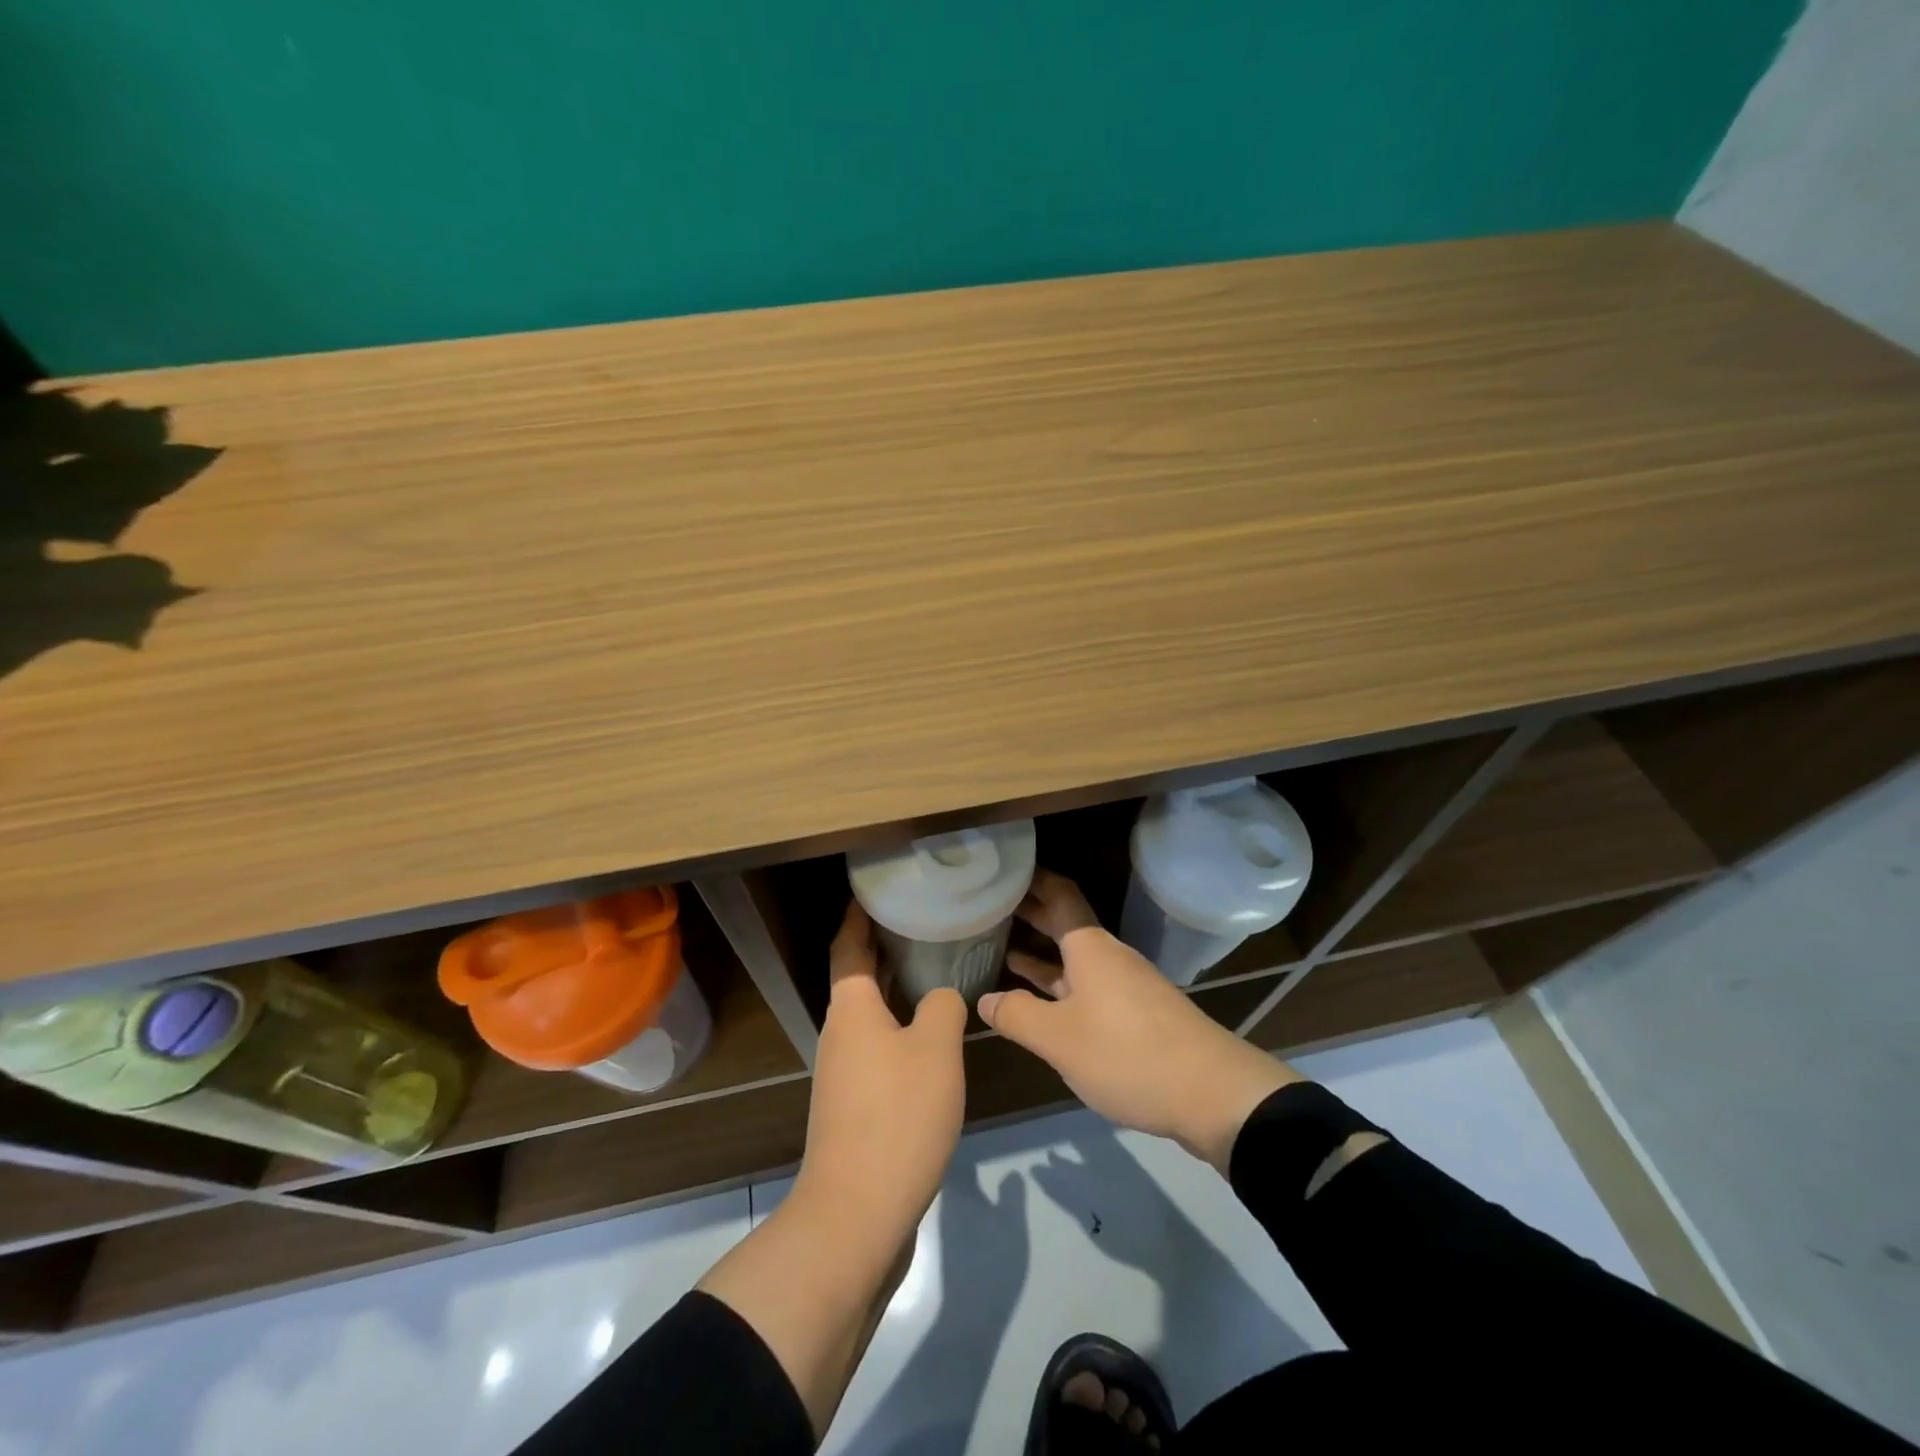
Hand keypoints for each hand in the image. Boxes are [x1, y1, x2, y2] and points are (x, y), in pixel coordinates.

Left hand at [699, 902, 965, 1437]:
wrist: (857, 1215)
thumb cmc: (897, 1117)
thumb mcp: (936, 1051)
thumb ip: (943, 1007)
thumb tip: (941, 997)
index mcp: (851, 1009)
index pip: (848, 944)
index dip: (859, 913)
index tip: (877, 888)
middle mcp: (840, 1033)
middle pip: (857, 976)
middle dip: (883, 946)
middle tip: (921, 920)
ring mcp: (844, 1072)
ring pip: (869, 1014)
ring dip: (894, 987)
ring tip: (934, 968)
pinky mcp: (855, 1105)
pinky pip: (878, 1046)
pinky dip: (899, 1026)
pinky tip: (932, 1034)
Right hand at [978, 870, 1300, 1172]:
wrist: (1213, 1094)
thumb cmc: (1127, 1053)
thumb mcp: (1059, 1038)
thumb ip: (1017, 1015)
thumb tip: (985, 999)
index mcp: (1090, 947)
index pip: (1058, 894)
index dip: (1032, 879)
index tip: (1003, 870)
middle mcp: (1108, 956)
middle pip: (1064, 923)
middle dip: (1030, 913)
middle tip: (989, 905)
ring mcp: (1124, 985)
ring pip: (1074, 958)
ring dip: (1042, 951)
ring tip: (1002, 948)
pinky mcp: (1136, 1014)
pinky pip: (1087, 985)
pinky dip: (1059, 983)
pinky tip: (1040, 1000)